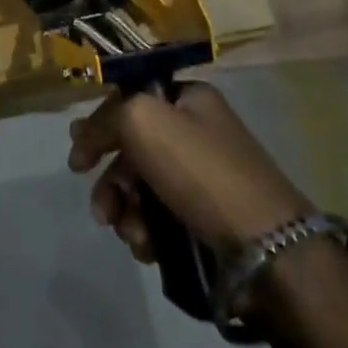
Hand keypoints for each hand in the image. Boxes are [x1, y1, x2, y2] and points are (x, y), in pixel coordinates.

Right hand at [68, 83, 315, 262]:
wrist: (269, 248)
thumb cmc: (201, 171)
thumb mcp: (142, 121)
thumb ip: (104, 119)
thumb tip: (83, 136)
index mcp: (188, 98)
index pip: (128, 100)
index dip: (98, 126)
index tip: (79, 161)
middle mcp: (197, 132)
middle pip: (132, 150)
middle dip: (111, 182)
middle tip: (102, 210)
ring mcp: (204, 178)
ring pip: (143, 189)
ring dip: (126, 212)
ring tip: (133, 236)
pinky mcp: (209, 219)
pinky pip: (162, 219)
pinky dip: (148, 233)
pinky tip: (149, 249)